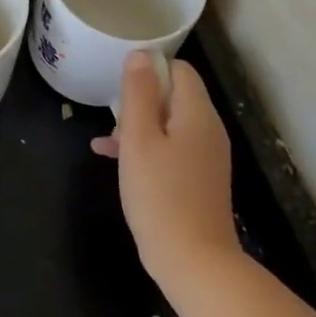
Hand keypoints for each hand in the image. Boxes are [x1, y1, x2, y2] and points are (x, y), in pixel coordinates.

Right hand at [92, 53, 238, 285]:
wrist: (194, 261)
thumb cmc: (160, 195)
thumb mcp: (139, 140)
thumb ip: (138, 94)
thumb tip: (140, 55)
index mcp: (197, 113)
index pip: (179, 70)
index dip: (149, 71)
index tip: (121, 89)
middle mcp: (208, 130)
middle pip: (174, 97)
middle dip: (140, 102)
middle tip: (113, 123)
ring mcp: (206, 157)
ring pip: (169, 125)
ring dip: (139, 128)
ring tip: (107, 144)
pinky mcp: (199, 180)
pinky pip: (172, 150)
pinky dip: (147, 150)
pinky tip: (115, 161)